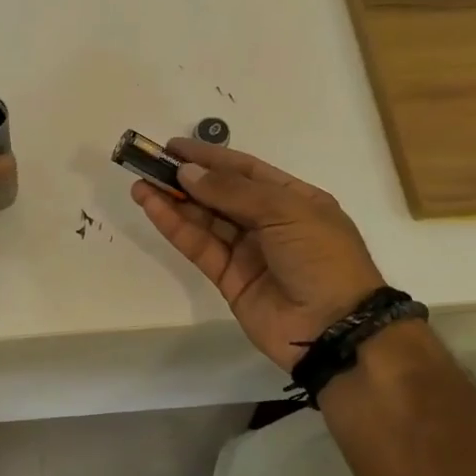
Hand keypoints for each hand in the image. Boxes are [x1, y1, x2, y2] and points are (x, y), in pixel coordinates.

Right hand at [130, 138, 384, 370]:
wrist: (333, 327)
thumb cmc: (320, 257)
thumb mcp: (285, 211)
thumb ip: (232, 191)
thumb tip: (187, 172)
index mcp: (294, 200)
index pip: (246, 170)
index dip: (210, 157)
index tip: (175, 148)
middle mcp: (269, 223)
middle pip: (221, 194)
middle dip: (187, 178)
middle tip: (150, 163)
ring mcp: (248, 252)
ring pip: (205, 220)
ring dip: (174, 201)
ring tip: (141, 184)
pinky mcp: (228, 278)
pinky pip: (199, 247)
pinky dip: (176, 227)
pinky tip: (154, 208)